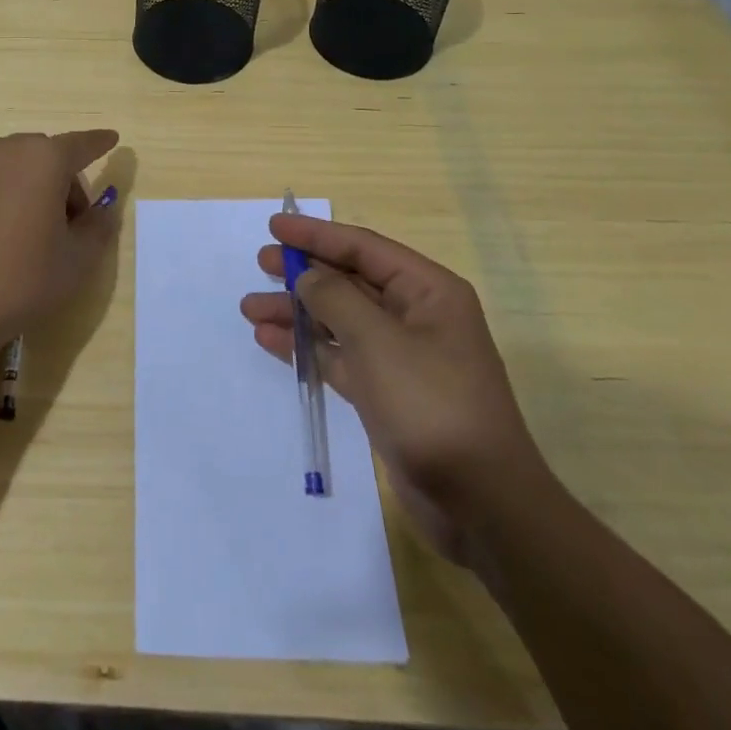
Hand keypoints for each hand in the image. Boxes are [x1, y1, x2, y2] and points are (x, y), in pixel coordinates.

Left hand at [0, 128, 120, 353]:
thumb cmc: (19, 282)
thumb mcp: (76, 263)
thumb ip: (98, 228)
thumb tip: (103, 209)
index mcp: (44, 160)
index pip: (81, 144)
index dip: (98, 143)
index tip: (111, 139)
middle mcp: (2, 148)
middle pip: (40, 156)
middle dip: (56, 181)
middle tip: (60, 225)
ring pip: (0, 163)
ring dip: (15, 183)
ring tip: (11, 227)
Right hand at [241, 214, 546, 567]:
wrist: (480, 503)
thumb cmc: (431, 405)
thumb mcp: (378, 342)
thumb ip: (335, 299)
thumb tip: (306, 276)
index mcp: (427, 291)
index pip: (364, 248)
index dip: (317, 234)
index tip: (275, 226)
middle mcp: (416, 315)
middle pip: (350, 280)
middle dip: (304, 271)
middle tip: (261, 262)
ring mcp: (401, 356)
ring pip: (340, 319)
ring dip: (297, 311)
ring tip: (250, 308)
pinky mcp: (386, 392)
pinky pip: (340, 355)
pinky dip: (307, 346)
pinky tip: (270, 340)